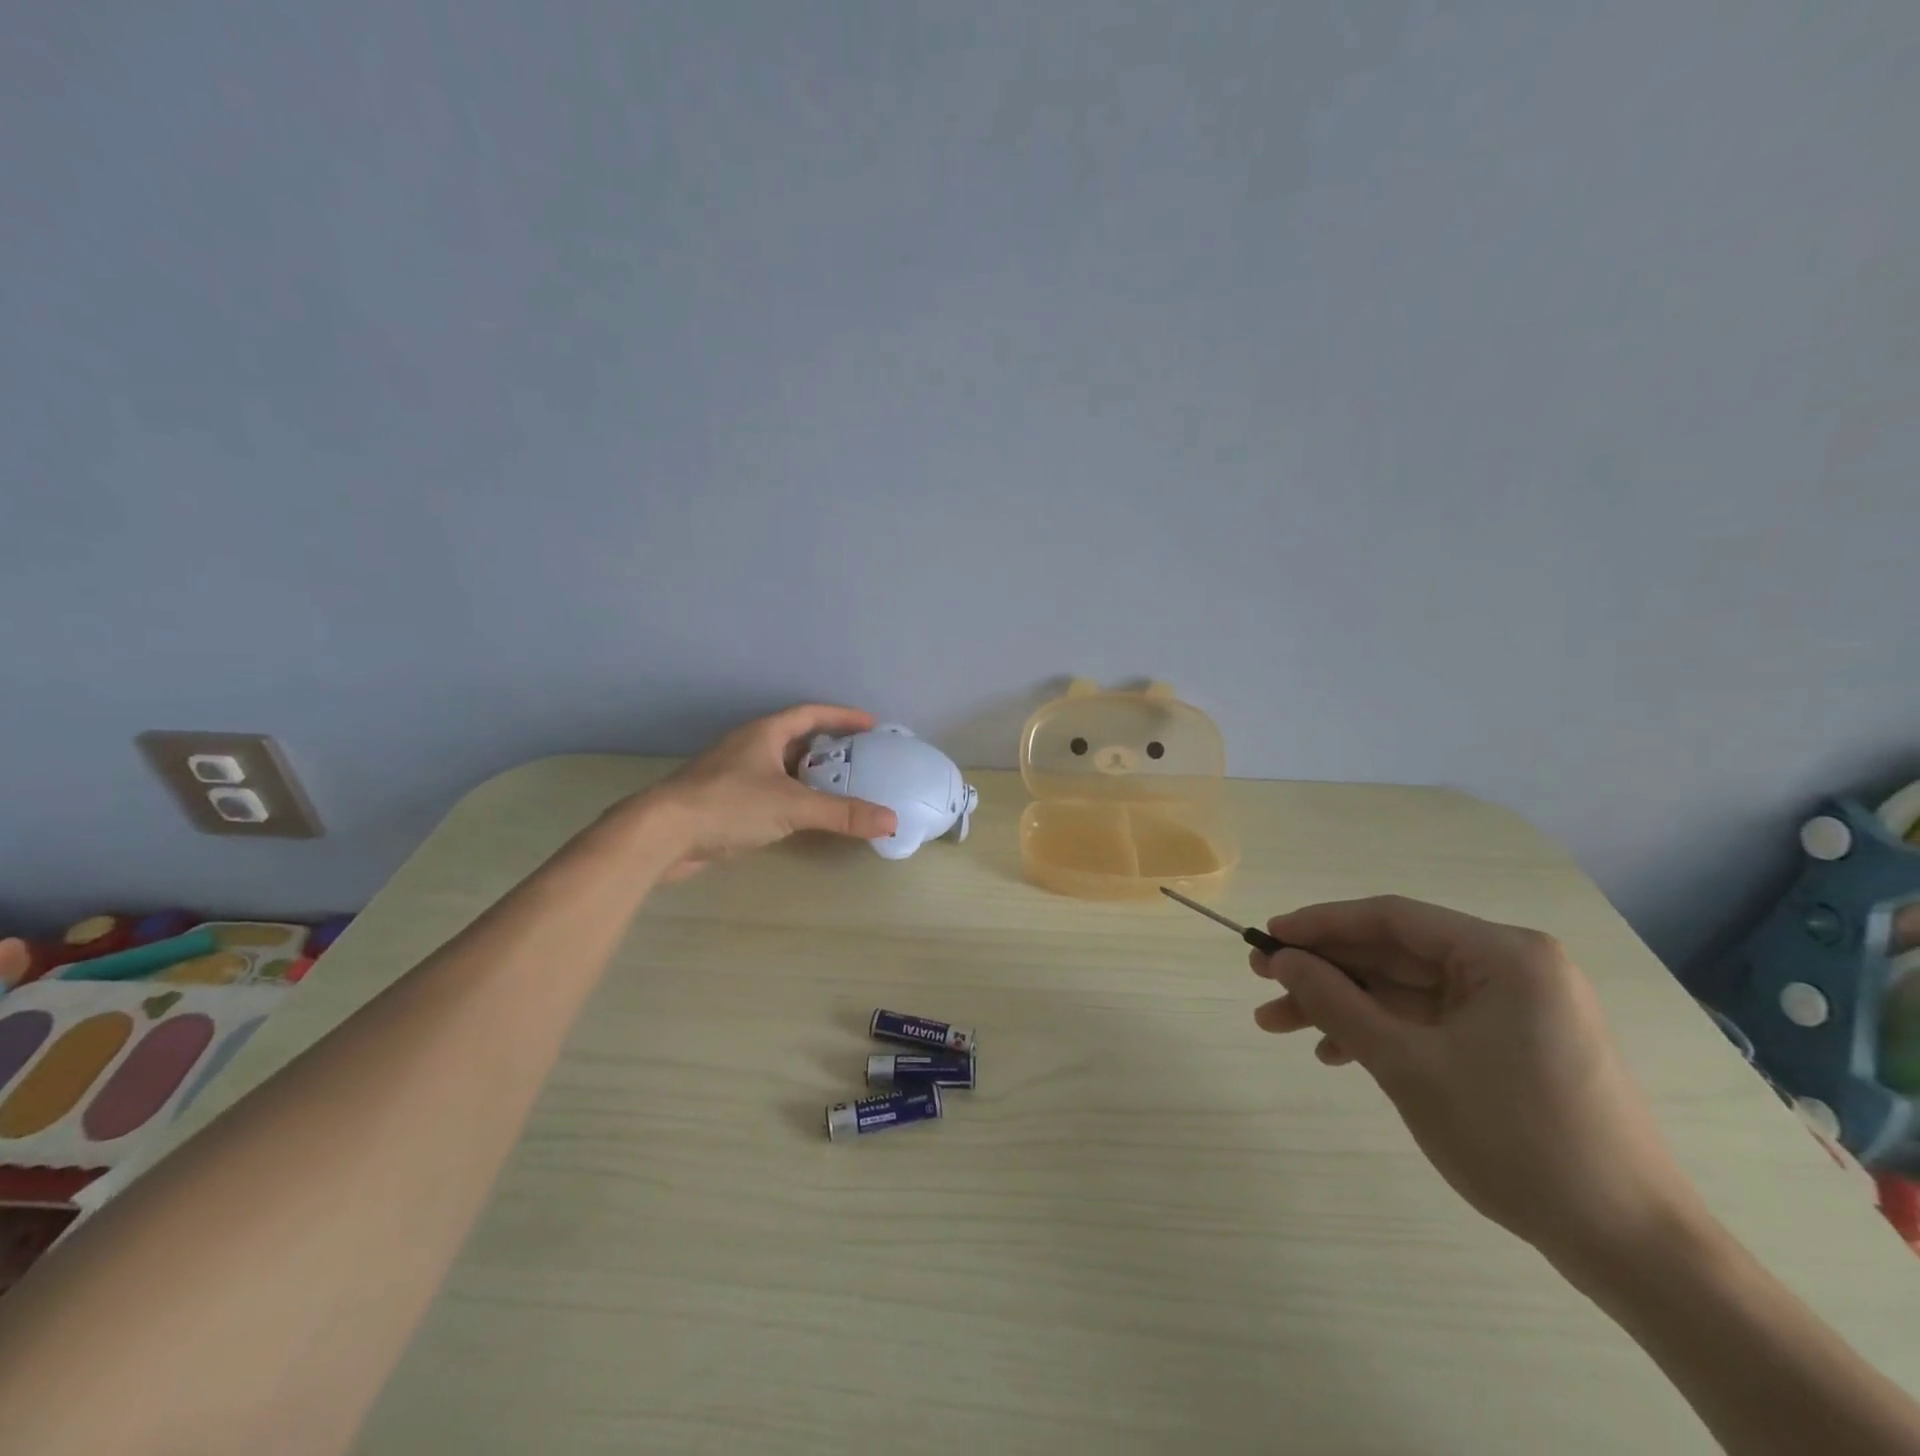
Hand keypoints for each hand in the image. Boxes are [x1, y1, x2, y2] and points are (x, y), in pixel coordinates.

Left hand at [627, 705, 897, 880]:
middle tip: (861, 759)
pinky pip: (769, 790)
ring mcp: (733, 773)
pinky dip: (791, 796)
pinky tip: (803, 815)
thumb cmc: (728, 805)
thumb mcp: (792, 806)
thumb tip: (891, 821)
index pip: (810, 714)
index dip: (842, 716)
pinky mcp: (724, 800)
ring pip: (781, 766)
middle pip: (797, 738)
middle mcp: (749, 747)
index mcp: (765, 733)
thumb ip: (842, 813)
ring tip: (840, 788)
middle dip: (829, 747)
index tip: (871, 725)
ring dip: (810, 774)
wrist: (661, 834)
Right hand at [1250, 895, 1700, 1269]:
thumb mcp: (1407, 1065)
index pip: (1391, 918)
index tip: (1265, 937)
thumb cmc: (1516, 1139)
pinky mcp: (1514, 1043)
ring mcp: (1517, 1007)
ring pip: (1406, 990)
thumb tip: (1281, 959)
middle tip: (1263, 983)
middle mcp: (1513, 967)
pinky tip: (1336, 1053)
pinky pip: (1431, 1020)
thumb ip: (1336, 1002)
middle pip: (1395, 954)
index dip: (1320, 924)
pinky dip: (1382, 1032)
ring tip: (1280, 1024)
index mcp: (1503, 954)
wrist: (1632, 1247)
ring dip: (1345, 1006)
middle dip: (1326, 972)